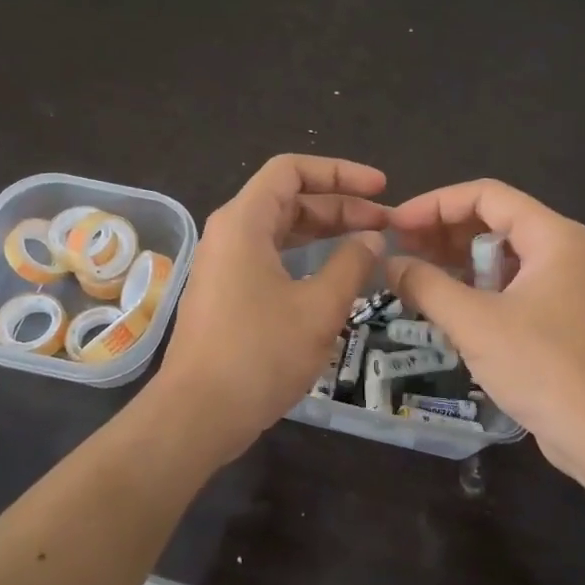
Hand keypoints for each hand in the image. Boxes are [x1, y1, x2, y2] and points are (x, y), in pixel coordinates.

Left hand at [156, 155, 387, 459]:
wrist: (199, 413)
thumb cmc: (260, 354)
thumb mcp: (319, 307)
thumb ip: (352, 264)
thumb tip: (372, 238)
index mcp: (244, 222)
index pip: (292, 170)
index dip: (341, 173)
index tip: (381, 189)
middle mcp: (230, 234)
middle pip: (289, 200)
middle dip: (340, 207)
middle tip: (385, 224)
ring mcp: (224, 266)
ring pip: (281, 232)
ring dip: (325, 233)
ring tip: (368, 246)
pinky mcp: (226, 294)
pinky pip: (271, 259)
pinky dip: (305, 259)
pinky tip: (335, 277)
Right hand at [386, 179, 584, 481]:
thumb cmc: (544, 367)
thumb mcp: (476, 323)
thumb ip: (427, 286)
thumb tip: (389, 264)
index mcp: (551, 236)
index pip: (485, 195)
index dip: (435, 204)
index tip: (395, 225)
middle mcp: (560, 252)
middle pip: (493, 222)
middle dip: (442, 231)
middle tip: (398, 250)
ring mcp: (561, 287)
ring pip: (499, 258)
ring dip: (455, 262)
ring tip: (411, 275)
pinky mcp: (556, 320)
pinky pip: (508, 289)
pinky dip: (474, 290)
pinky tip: (442, 305)